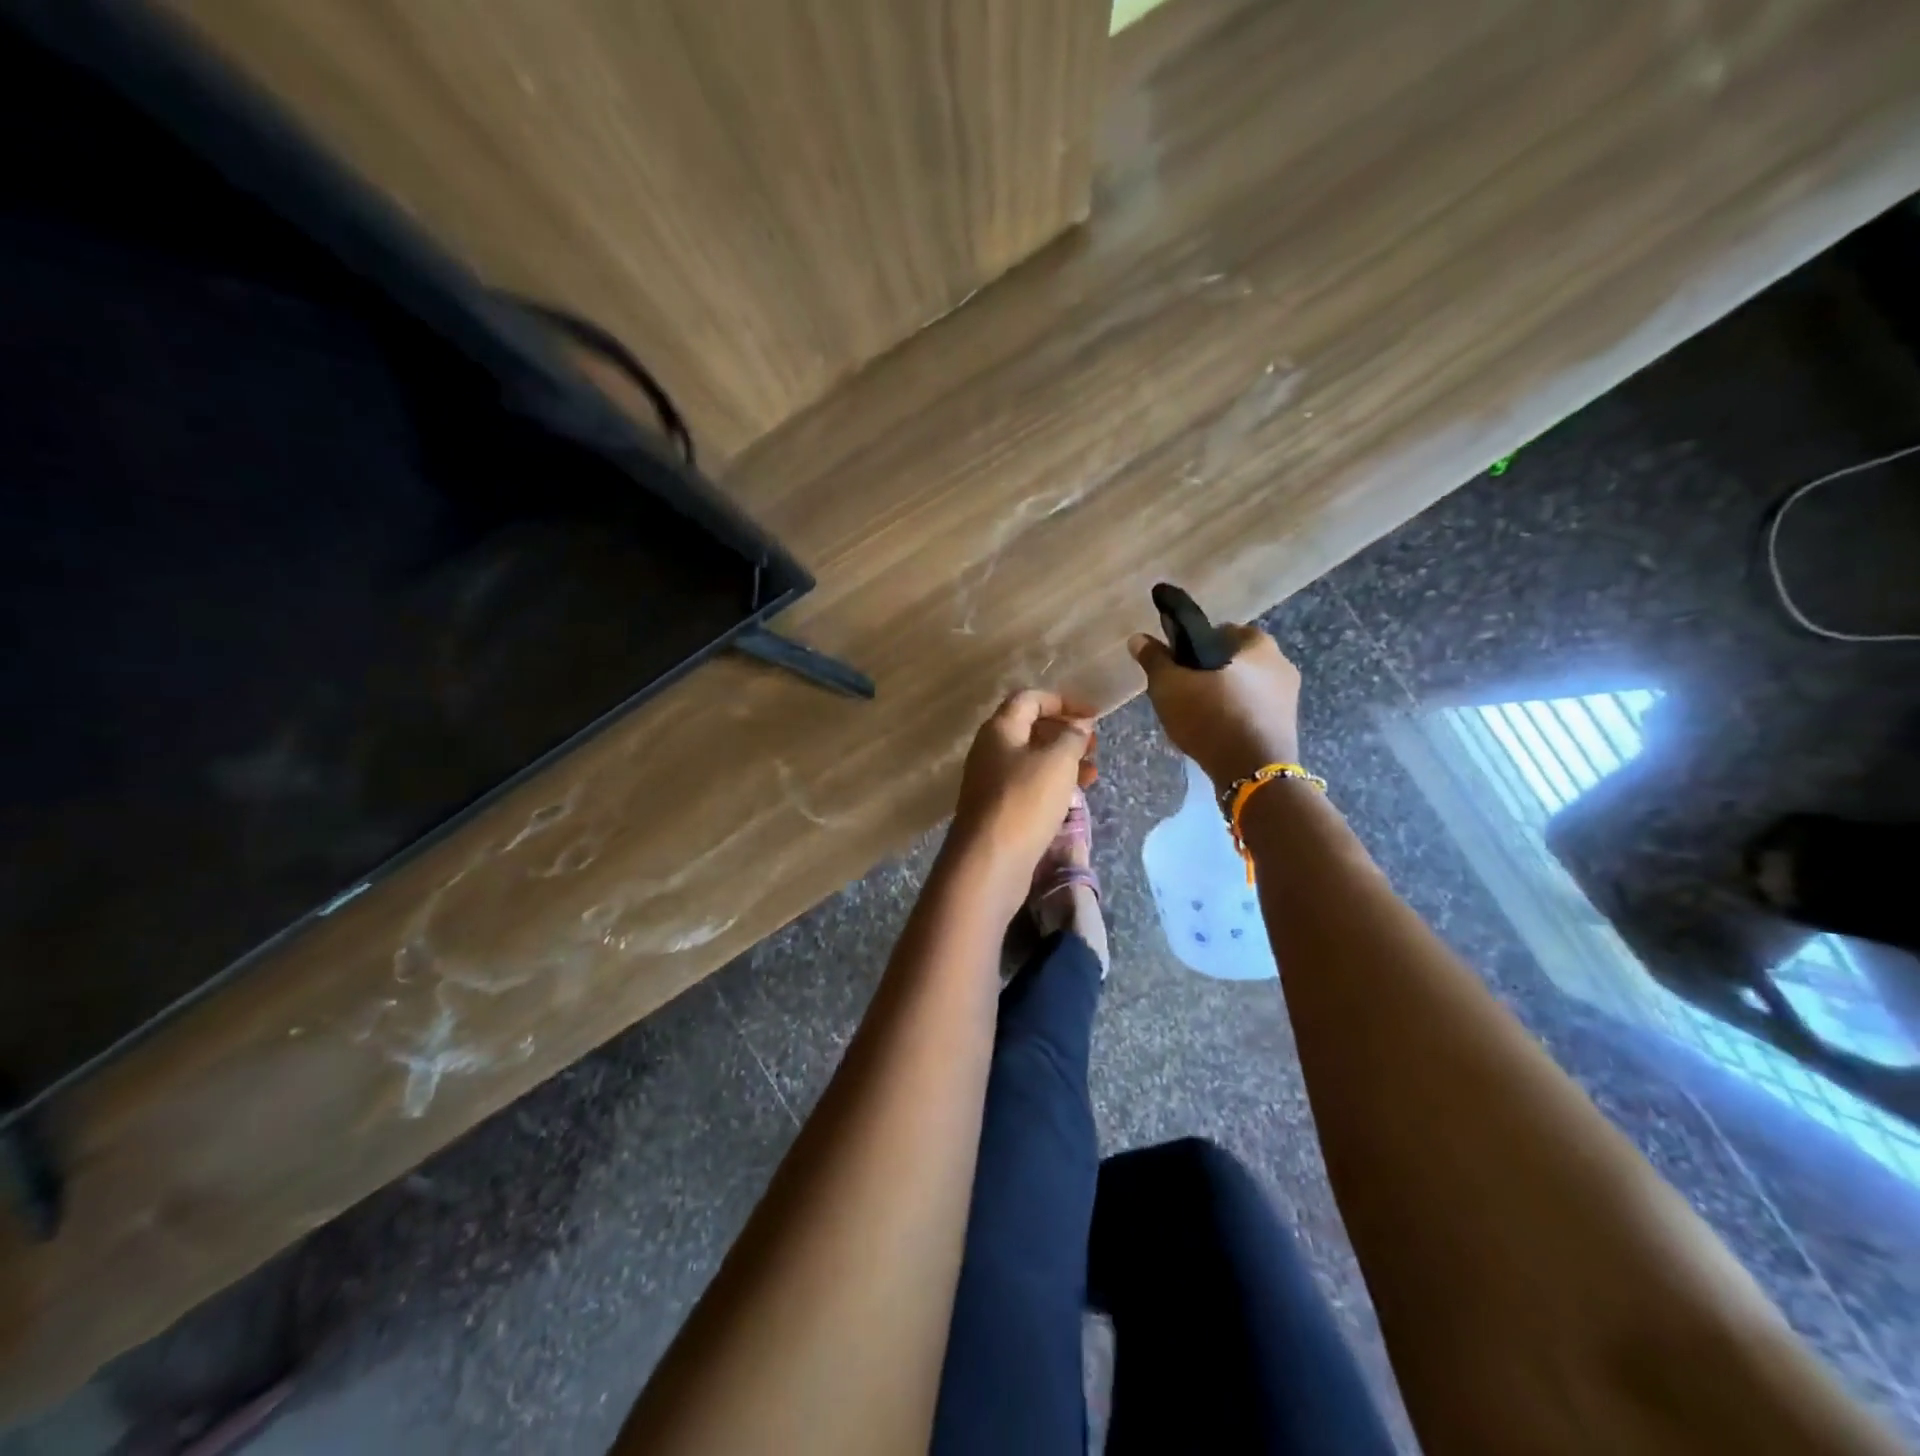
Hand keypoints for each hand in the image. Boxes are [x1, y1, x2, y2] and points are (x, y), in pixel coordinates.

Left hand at [951, 690, 1095, 895]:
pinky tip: (1075, 797)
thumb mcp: (1058, 761)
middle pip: (1031, 729)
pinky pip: (1030, 786)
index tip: (1094, 715)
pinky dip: (1054, 785)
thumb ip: (1072, 737)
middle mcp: (991, 750)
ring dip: (1064, 761)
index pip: (1030, 699)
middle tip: (1094, 746)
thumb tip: (1079, 726)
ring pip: (1033, 760)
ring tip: (1093, 773)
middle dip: (1066, 732)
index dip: (1063, 701)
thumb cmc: (1025, 801)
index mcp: (1000, 729)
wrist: (990, 860)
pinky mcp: (999, 809)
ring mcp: (992, 781)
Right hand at [1128, 623, 1302, 786]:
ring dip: (1223, 697)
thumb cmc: (1212, 717)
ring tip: (1195, 716)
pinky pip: (1253, 713)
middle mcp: (1281, 664)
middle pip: (1234, 661)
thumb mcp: (1170, 686)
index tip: (1177, 664)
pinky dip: (1235, 718)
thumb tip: (1138, 638)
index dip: (1195, 644)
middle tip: (1182, 692)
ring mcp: (1288, 698)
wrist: (1253, 773)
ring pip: (1244, 689)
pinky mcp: (1286, 727)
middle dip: (1210, 673)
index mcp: (1258, 644)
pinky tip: (1215, 734)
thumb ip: (1155, 660)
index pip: (1221, 631)